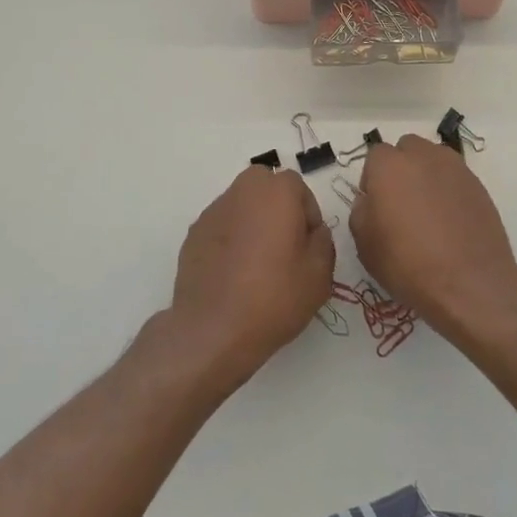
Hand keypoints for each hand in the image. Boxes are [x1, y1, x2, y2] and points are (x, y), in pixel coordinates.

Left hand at [169, 165, 335, 386]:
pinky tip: (233, 275)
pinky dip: (230, 240)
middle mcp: (242, 191)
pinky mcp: (193, 234)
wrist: (213, 330)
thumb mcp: (319, 275)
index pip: (299, 187)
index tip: (308, 247)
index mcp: (276, 192)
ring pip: (241, 205)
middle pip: (265, 186)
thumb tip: (313, 231)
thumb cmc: (273, 297)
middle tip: (284, 246)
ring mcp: (213, 212)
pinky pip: (221, 227)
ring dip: (252, 222)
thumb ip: (323, 242)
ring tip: (256, 264)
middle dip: (278, 208)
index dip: (308, 216)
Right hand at [351, 135, 516, 341]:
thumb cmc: (407, 264)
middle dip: (401, 168)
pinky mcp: (478, 184)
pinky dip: (449, 191)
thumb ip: (361, 211)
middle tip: (402, 204)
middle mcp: (422, 156)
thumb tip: (371, 200)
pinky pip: (455, 178)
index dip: (373, 180)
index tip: (377, 206)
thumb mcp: (365, 245)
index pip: (375, 156)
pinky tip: (450, 222)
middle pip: (407, 149)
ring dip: (426, 175)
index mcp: (389, 165)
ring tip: (429, 212)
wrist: (469, 284)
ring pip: (433, 159)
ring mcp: (455, 168)